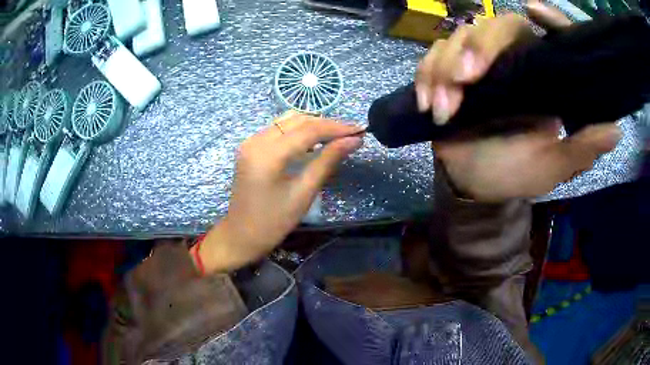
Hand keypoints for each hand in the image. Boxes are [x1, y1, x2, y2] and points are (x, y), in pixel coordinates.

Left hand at [198, 112, 362, 271]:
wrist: (241, 235)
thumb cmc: (273, 222)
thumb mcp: (304, 193)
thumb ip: (328, 161)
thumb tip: (354, 141)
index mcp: (268, 155)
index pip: (308, 130)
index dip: (336, 128)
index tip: (359, 130)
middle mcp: (256, 140)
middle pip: (297, 120)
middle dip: (326, 124)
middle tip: (350, 133)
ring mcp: (250, 142)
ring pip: (287, 121)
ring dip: (312, 125)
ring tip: (335, 136)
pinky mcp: (250, 146)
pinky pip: (278, 129)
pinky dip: (298, 131)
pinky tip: (313, 141)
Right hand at [417, 1, 621, 201]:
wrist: (473, 183)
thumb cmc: (516, 174)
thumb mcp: (554, 166)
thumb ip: (583, 148)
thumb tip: (615, 129)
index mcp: (545, 80)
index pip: (551, 37)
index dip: (549, 19)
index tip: (534, 10)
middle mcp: (516, 62)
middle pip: (498, 25)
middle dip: (479, 47)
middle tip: (467, 79)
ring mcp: (481, 65)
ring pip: (460, 37)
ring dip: (446, 69)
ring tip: (445, 109)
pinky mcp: (451, 72)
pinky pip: (434, 56)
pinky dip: (427, 76)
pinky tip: (429, 105)